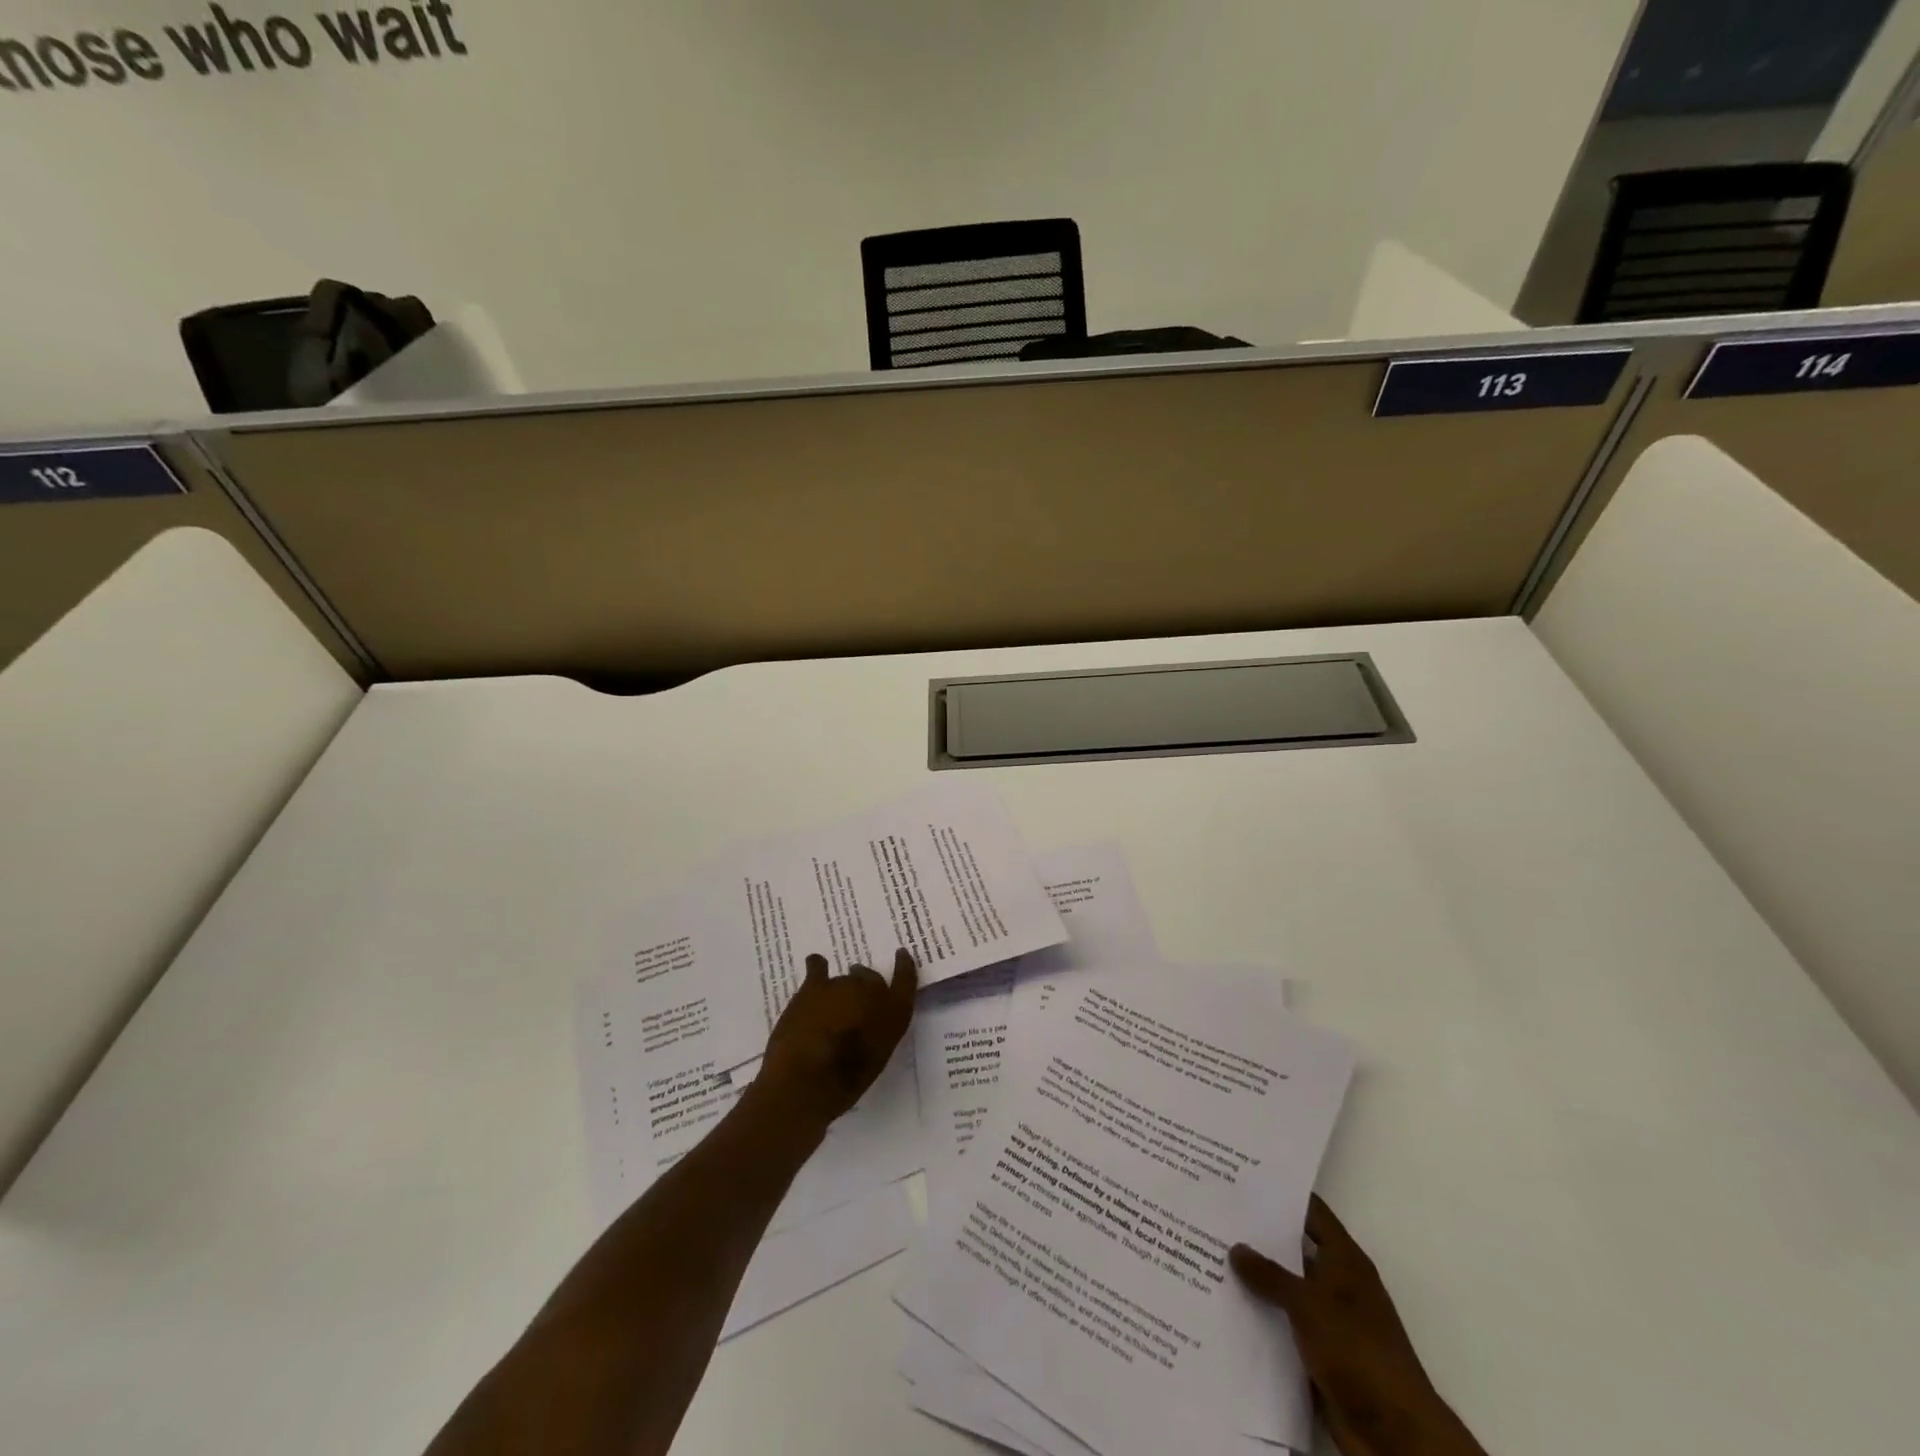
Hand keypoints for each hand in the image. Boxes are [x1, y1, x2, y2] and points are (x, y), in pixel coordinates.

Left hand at [758, 950, 917, 1129]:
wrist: (806, 1080)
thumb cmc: (845, 1083)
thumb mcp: (876, 1060)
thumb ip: (878, 1034)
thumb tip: (867, 1024)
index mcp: (894, 1014)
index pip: (906, 981)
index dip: (904, 966)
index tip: (901, 954)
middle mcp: (872, 992)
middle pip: (871, 978)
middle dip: (865, 985)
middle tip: (856, 1000)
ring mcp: (842, 985)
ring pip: (844, 980)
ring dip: (840, 989)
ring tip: (830, 1005)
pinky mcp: (814, 986)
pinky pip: (817, 967)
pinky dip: (817, 965)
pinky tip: (815, 964)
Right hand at [1231, 1197, 1484, 1455]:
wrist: (1394, 1433)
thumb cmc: (1357, 1350)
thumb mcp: (1309, 1304)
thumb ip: (1270, 1274)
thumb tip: (1235, 1246)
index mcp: (1345, 1260)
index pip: (1311, 1212)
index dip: (1281, 1194)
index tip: (1243, 1178)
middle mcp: (1338, 1283)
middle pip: (1294, 1248)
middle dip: (1259, 1235)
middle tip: (1215, 1215)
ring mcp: (1329, 1319)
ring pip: (1286, 1288)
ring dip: (1257, 1279)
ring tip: (1210, 1255)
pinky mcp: (1319, 1352)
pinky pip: (1284, 1324)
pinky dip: (1261, 1315)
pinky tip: (1227, 1304)